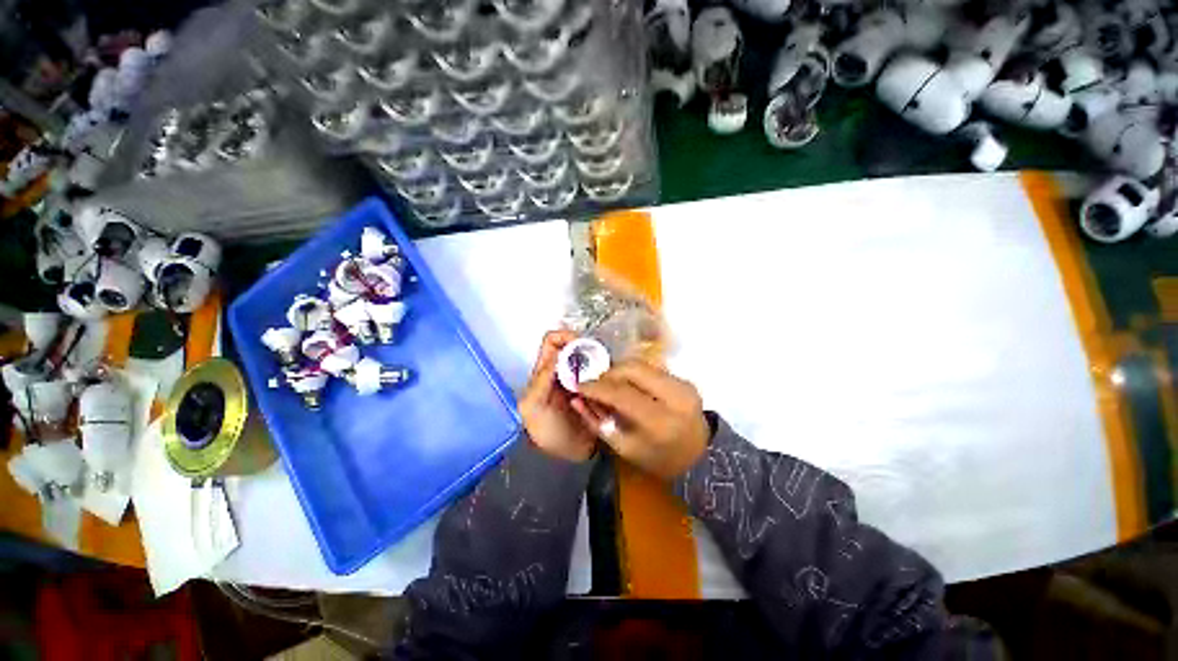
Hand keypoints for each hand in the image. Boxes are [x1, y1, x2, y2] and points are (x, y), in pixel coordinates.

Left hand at [519, 330, 597, 462]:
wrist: (566, 459)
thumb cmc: (545, 433)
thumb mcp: (533, 407)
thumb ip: (541, 379)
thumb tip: (560, 354)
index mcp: (544, 371)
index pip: (552, 341)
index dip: (565, 337)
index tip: (582, 346)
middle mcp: (562, 371)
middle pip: (574, 346)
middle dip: (587, 348)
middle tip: (600, 361)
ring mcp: (580, 379)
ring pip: (590, 358)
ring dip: (598, 360)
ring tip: (607, 372)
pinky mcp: (596, 389)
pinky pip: (602, 374)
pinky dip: (606, 373)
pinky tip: (611, 381)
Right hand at [571, 361, 710, 479]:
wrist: (698, 457)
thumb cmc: (658, 459)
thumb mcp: (623, 448)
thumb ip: (598, 421)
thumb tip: (577, 398)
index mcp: (660, 422)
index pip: (622, 394)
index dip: (597, 387)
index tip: (579, 385)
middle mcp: (675, 397)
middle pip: (633, 369)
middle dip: (609, 373)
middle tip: (596, 384)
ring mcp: (683, 385)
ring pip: (642, 364)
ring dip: (620, 371)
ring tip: (610, 384)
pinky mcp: (685, 380)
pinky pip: (652, 369)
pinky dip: (634, 374)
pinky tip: (628, 385)